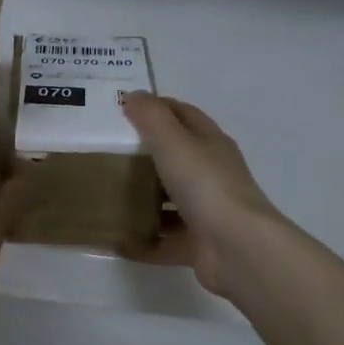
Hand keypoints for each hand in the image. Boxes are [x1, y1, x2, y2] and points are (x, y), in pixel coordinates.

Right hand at [123, 93, 284, 302]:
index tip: (123, 109)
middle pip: (177, 158)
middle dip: (145, 154)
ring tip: (107, 195)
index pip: (184, 115)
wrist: (237, 248)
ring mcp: (208, 212)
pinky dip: (144, 241)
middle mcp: (212, 175)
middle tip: (106, 152)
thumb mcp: (173, 141)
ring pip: (171, 200)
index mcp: (210, 144)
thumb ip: (151, 116)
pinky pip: (165, 240)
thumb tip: (133, 96)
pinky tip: (117, 240)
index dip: (158, 107)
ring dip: (144, 199)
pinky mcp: (199, 244)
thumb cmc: (205, 185)